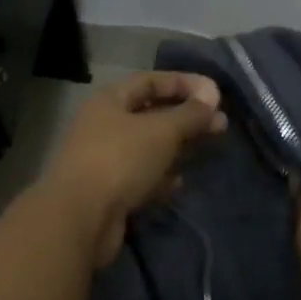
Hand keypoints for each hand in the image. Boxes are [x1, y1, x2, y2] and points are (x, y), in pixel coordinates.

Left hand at [40, 71, 226, 267]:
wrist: (81, 218)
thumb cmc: (121, 160)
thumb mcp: (162, 131)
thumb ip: (190, 114)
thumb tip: (212, 99)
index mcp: (109, 101)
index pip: (150, 81)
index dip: (183, 83)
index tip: (215, 94)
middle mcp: (104, 126)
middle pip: (150, 114)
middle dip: (185, 118)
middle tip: (219, 125)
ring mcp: (105, 160)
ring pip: (148, 148)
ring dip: (176, 149)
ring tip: (206, 151)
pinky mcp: (110, 192)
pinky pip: (142, 177)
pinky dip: (161, 178)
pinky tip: (178, 183)